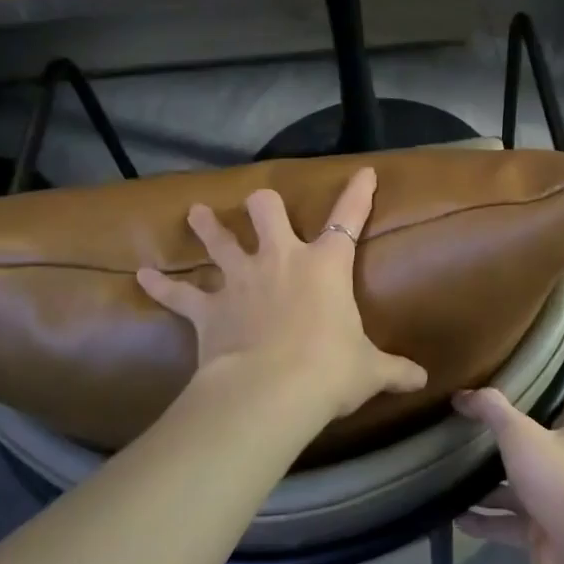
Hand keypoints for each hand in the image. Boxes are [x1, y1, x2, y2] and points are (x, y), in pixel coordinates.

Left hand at [137, 167, 427, 421]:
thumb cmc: (329, 370)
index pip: (348, 219)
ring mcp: (240, 280)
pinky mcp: (207, 308)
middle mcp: (280, 261)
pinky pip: (178, 292)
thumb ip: (395, 370)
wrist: (272, 391)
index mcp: (325, 266)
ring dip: (207, 227)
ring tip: (195, 213)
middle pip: (266, 211)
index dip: (358, 194)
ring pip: (219, 241)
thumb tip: (423, 380)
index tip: (363, 172)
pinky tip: (141, 275)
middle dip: (262, 205)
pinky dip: (160, 286)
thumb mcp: (369, 371)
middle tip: (259, 204)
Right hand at [454, 389, 563, 563]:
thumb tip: (462, 394)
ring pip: (519, 488)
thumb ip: (491, 409)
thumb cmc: (557, 478)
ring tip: (454, 476)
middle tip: (471, 432)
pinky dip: (485, 521)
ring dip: (489, 487)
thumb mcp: (519, 433)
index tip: (515, 391)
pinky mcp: (542, 532)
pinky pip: (508, 523)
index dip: (545, 398)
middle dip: (507, 443)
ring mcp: (556, 501)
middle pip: (537, 448)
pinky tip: (456, 517)